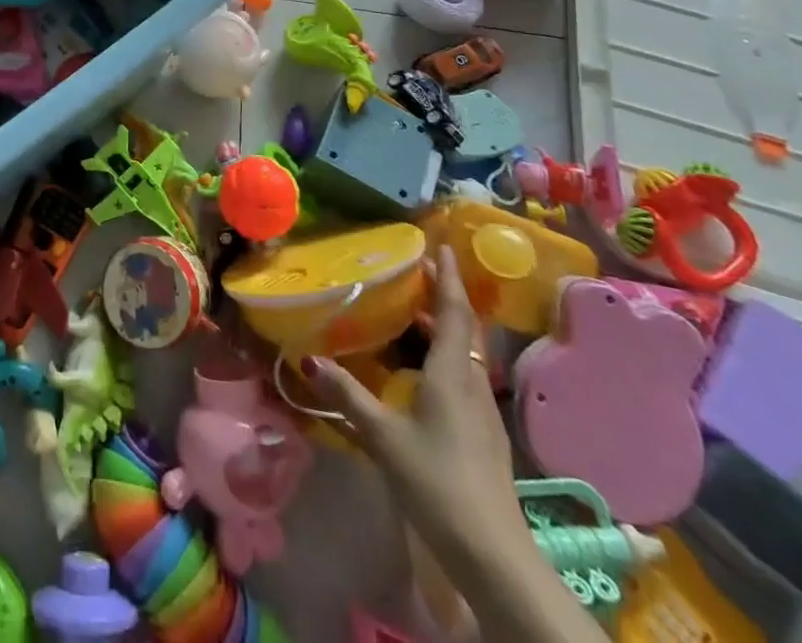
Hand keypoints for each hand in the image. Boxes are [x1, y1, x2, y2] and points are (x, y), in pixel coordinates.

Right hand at [303, 247, 528, 562]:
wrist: (494, 554)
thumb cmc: (437, 481)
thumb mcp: (383, 435)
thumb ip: (347, 395)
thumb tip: (307, 359)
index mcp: (452, 372)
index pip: (453, 311)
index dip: (448, 276)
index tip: (440, 245)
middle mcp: (473, 382)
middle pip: (464, 328)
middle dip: (444, 296)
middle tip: (417, 273)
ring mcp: (484, 410)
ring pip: (466, 353)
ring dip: (444, 327)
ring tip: (413, 314)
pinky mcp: (485, 434)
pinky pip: (466, 375)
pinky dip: (446, 355)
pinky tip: (425, 370)